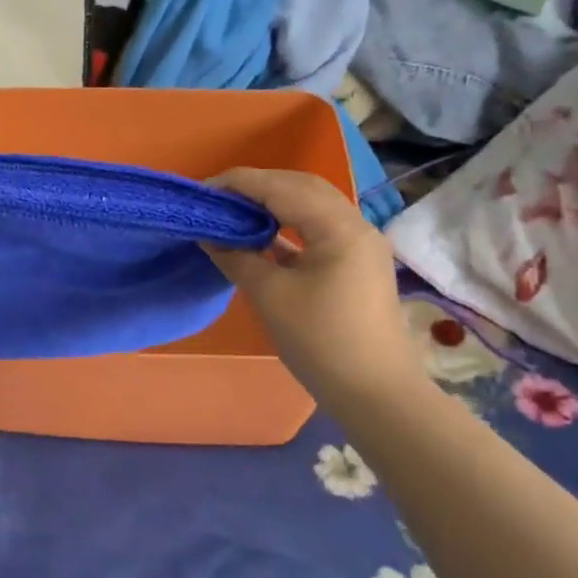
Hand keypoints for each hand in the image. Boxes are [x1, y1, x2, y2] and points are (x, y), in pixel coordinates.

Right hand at [204, 169, 424, 405]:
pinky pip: (318, 229)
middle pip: (302, 187)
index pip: (281, 187)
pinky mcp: (357, 263)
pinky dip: (288, 226)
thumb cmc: (321, 342)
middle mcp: (356, 225)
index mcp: (338, 227)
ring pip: (312, 206)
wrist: (375, 393)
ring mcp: (360, 245)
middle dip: (258, 187)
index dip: (239, 184)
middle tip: (218, 199)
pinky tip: (262, 238)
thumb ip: (236, 258)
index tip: (203, 191)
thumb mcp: (270, 296)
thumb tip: (209, 236)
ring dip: (273, 204)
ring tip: (235, 214)